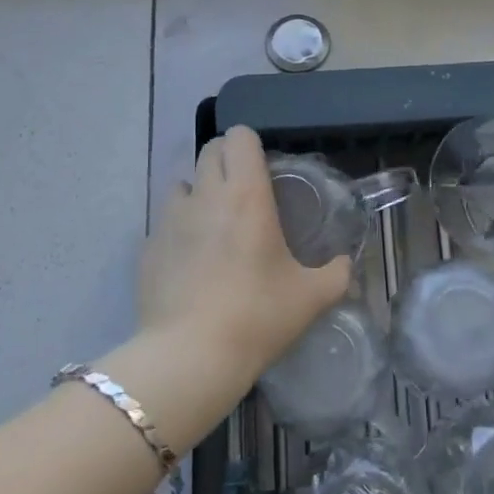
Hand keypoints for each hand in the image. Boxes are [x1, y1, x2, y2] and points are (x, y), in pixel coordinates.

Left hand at [139, 126, 352, 386]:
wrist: (190, 357)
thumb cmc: (257, 316)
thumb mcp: (311, 297)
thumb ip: (336, 274)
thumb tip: (345, 264)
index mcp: (246, 195)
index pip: (239, 137)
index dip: (251, 144)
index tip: (264, 168)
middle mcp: (205, 195)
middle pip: (209, 149)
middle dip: (226, 160)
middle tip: (244, 192)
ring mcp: (169, 219)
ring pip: (183, 183)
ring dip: (199, 192)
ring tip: (214, 225)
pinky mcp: (147, 247)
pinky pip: (164, 222)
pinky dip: (179, 230)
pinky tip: (191, 263)